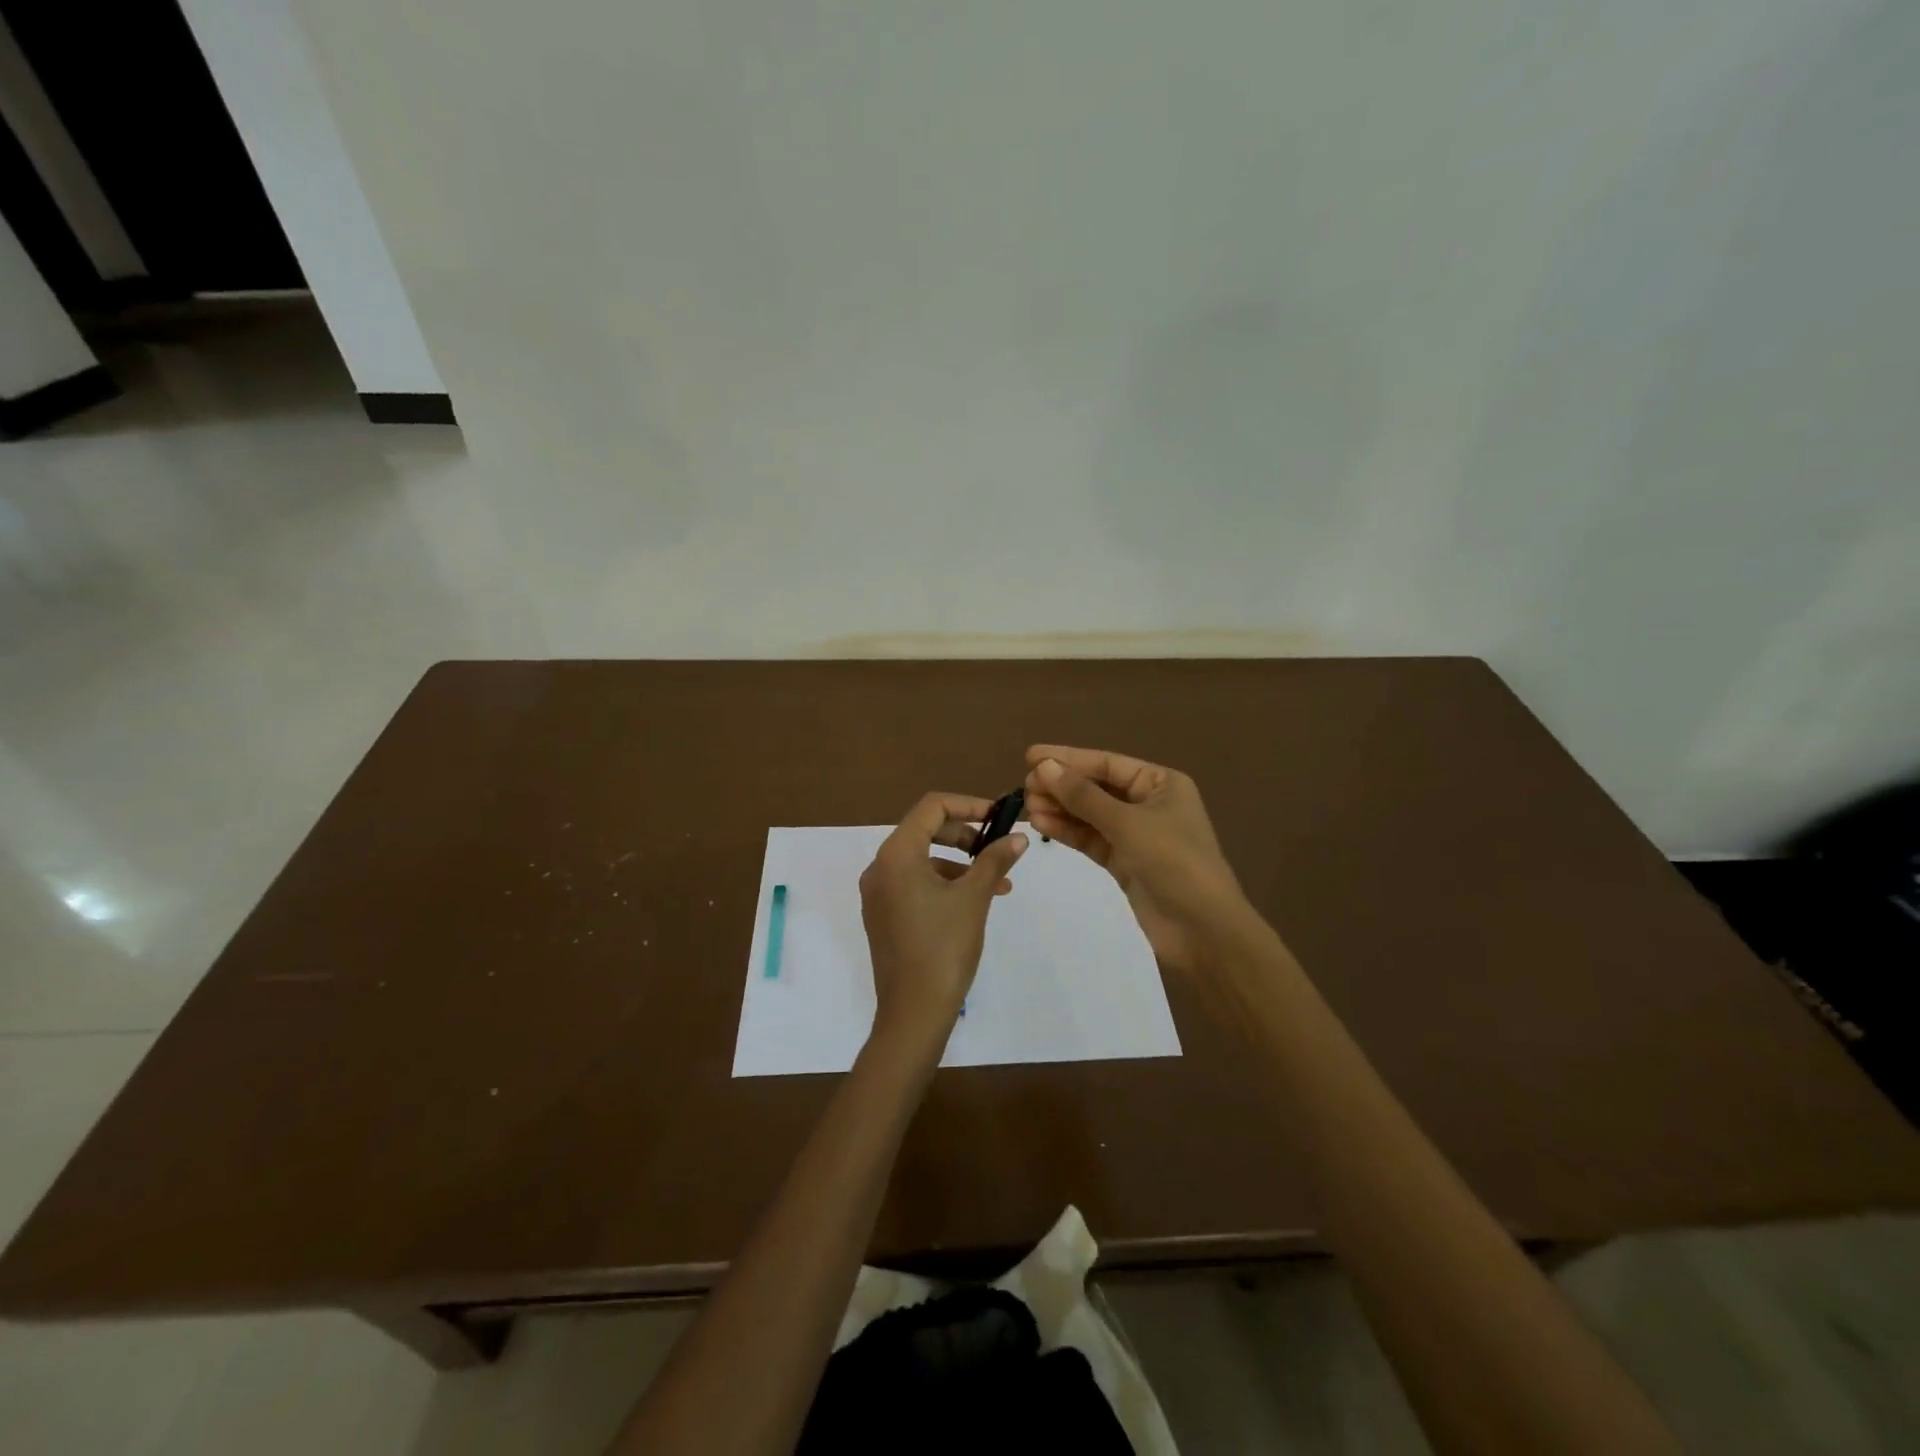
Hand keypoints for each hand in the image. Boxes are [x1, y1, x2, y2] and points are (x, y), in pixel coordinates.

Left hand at [859, 792, 1027, 1052]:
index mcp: (896, 854)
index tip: (1000, 816)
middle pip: (925, 830)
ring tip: (998, 884)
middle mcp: (880, 867)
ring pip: (923, 859)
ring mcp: (878, 893)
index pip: (932, 807)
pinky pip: (914, 883)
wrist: (913, 1012)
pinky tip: (974, 902)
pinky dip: (944, 883)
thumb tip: (1019, 836)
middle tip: (998, 847)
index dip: (969, 805)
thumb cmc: (944, 947)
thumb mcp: (975, 898)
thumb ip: (995, 860)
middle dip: (966, 835)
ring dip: (961, 863)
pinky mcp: (883, 915)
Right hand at [1023, 745, 1246, 973]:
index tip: (1031, 757)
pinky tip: (1041, 825)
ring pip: (1090, 814)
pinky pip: (1091, 839)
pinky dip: (1068, 831)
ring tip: (1027, 807)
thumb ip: (1083, 796)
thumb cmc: (1174, 862)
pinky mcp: (1124, 862)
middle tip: (1025, 787)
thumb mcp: (1127, 823)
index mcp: (1161, 784)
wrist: (1203, 930)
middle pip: (1097, 787)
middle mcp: (1148, 804)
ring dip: (1060, 809)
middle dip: (1062, 786)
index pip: (1107, 763)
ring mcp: (1136, 835)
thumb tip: (1044, 767)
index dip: (1068, 759)